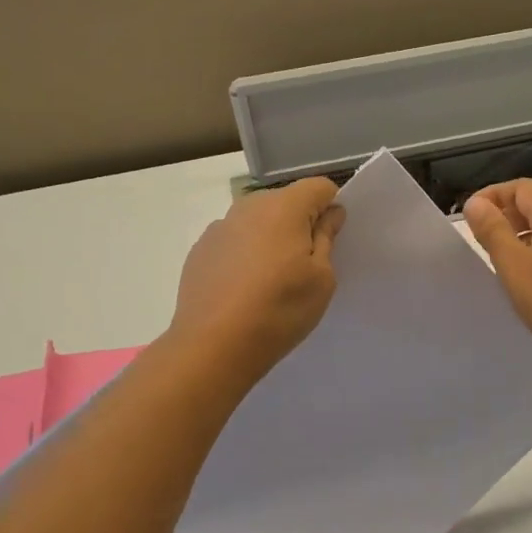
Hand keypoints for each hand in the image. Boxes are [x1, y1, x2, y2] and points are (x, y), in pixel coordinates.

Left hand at [169, 178, 345, 386]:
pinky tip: (244, 290)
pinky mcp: (200, 251)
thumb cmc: (280, 310)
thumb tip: (329, 213)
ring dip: (271, 239)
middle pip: (286, 201)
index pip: (319, 186)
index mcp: (283, 208)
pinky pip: (234, 242)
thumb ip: (327, 238)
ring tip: (271, 281)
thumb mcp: (322, 279)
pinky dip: (245, 255)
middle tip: (305, 266)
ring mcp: (219, 228)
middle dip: (300, 223)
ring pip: (257, 222)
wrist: (214, 345)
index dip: (331, 208)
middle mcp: (248, 207)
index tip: (332, 240)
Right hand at [464, 179, 531, 378]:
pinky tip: (528, 284)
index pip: (522, 187)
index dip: (493, 195)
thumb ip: (494, 231)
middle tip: (481, 244)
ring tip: (500, 265)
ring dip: (520, 239)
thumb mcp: (516, 267)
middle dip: (505, 217)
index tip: (471, 219)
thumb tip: (476, 202)